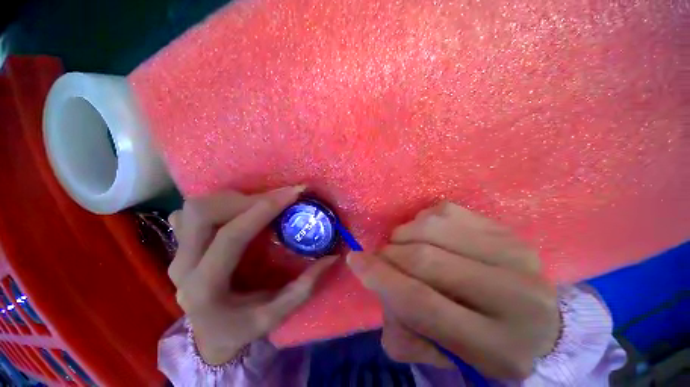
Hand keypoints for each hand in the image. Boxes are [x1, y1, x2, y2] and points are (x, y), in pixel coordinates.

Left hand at [168, 186, 336, 364]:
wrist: (206, 336)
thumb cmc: (240, 329)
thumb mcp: (275, 316)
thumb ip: (304, 288)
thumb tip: (332, 258)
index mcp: (205, 289)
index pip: (233, 236)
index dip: (264, 209)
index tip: (293, 193)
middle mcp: (183, 267)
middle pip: (205, 213)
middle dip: (247, 198)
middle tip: (279, 198)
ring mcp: (176, 254)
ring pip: (197, 208)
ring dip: (234, 198)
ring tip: (263, 202)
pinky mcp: (179, 246)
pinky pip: (191, 213)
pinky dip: (218, 203)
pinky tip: (238, 209)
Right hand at [347, 202, 559, 378]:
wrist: (534, 321)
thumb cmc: (484, 345)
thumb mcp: (442, 353)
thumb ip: (402, 328)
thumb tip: (378, 281)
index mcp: (499, 345)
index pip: (422, 303)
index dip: (381, 279)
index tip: (355, 261)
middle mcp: (513, 293)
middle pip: (424, 259)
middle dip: (389, 255)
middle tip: (380, 258)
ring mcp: (511, 251)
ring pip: (430, 227)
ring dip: (404, 235)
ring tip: (406, 247)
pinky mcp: (502, 227)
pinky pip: (442, 211)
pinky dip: (422, 221)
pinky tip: (428, 236)